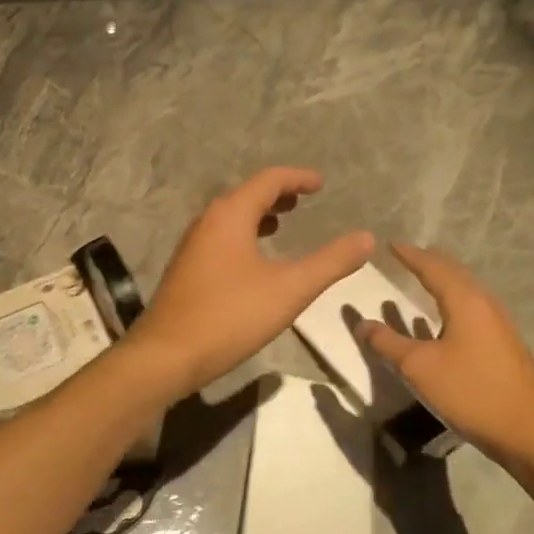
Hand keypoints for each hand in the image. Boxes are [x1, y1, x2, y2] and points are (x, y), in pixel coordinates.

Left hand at [129, 168, 374, 397]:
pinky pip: (221, 239)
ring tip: (283, 223)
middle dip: (277, 195)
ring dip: (258, 216)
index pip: (268, 180)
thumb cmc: (230, 315)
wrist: (167, 355)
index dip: (297, 178)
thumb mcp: (290, 289)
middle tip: (304, 201)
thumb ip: (330, 262)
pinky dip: (244, 236)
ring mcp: (192, 246)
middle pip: (246, 195)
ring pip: (231, 218)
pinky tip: (254, 261)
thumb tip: (366, 238)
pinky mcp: (186, 270)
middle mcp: (207, 222)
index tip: (321, 184)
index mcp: (230, 215)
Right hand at [357, 242, 533, 468]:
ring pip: (467, 290)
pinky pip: (473, 308)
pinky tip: (444, 318)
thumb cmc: (470, 392)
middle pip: (455, 273)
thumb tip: (361, 323)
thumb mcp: (418, 367)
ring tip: (423, 278)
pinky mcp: (504, 343)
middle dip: (429, 262)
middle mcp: (485, 304)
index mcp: (465, 302)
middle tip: (406, 256)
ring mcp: (499, 324)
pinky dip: (453, 300)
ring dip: (444, 280)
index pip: (433, 267)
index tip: (390, 245)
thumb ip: (387, 342)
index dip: (410, 255)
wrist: (526, 431)